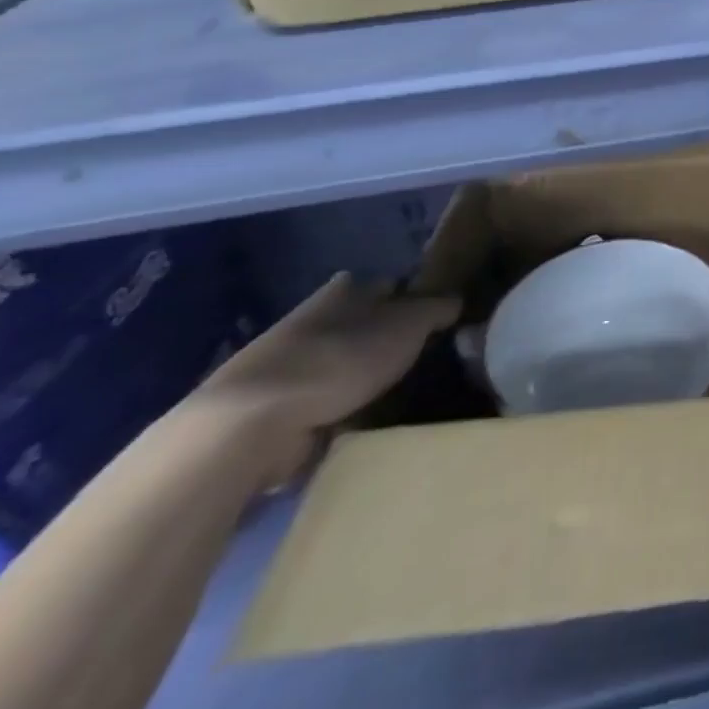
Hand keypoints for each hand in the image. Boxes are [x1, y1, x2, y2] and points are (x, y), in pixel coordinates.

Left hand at [187, 273, 457, 487]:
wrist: (251, 425)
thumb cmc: (341, 358)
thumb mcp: (409, 324)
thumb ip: (438, 309)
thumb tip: (457, 301)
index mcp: (344, 290)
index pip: (388, 284)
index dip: (413, 296)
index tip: (437, 316)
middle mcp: (314, 320)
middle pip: (362, 323)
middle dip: (387, 338)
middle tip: (425, 357)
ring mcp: (287, 367)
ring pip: (342, 364)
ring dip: (363, 378)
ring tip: (401, 395)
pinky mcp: (272, 411)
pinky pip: (322, 405)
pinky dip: (340, 412)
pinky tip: (365, 423)